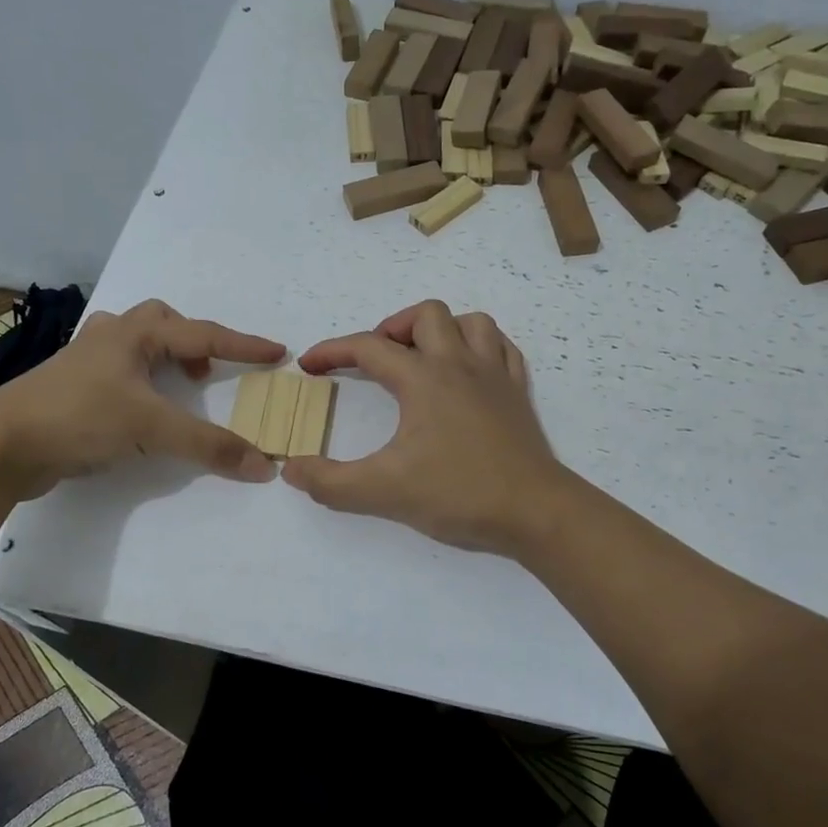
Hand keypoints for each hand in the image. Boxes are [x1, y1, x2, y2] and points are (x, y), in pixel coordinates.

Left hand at [0, 300, 283, 498]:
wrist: (0, 445)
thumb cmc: (78, 418)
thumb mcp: (149, 428)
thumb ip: (208, 445)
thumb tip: (262, 465)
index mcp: (134, 334)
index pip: (204, 334)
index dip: (244, 345)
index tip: (278, 352)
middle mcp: (111, 336)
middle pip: (163, 322)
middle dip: (193, 341)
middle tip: (208, 372)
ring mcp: (86, 360)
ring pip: (137, 342)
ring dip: (165, 357)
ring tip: (180, 387)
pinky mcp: (72, 387)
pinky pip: (120, 369)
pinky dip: (142, 379)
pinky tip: (140, 406)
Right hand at [284, 301, 565, 553]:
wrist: (535, 512)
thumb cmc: (459, 494)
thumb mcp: (383, 492)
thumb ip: (330, 482)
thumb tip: (291, 468)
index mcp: (423, 379)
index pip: (368, 347)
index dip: (332, 351)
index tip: (310, 366)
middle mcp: (459, 364)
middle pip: (426, 315)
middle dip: (393, 328)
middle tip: (377, 361)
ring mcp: (495, 376)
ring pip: (470, 322)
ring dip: (441, 330)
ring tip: (422, 359)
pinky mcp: (518, 394)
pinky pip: (502, 348)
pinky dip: (480, 348)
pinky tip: (468, 372)